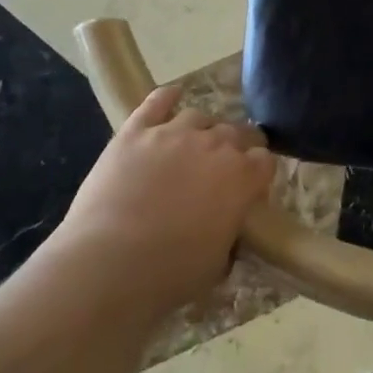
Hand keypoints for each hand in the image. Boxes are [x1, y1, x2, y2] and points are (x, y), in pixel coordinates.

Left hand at [56, 84, 275, 318]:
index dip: (259, 173)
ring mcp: (173, 133)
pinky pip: (157, 102)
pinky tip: (171, 96)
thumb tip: (227, 225)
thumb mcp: (217, 263)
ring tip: (191, 147)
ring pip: (199, 117)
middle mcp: (215, 145)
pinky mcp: (136, 131)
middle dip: (235, 148)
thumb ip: (230, 232)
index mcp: (242, 177)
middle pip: (237, 131)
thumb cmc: (169, 275)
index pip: (265, 160)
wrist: (107, 265)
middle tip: (221, 171)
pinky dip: (166, 97)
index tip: (250, 189)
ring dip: (201, 130)